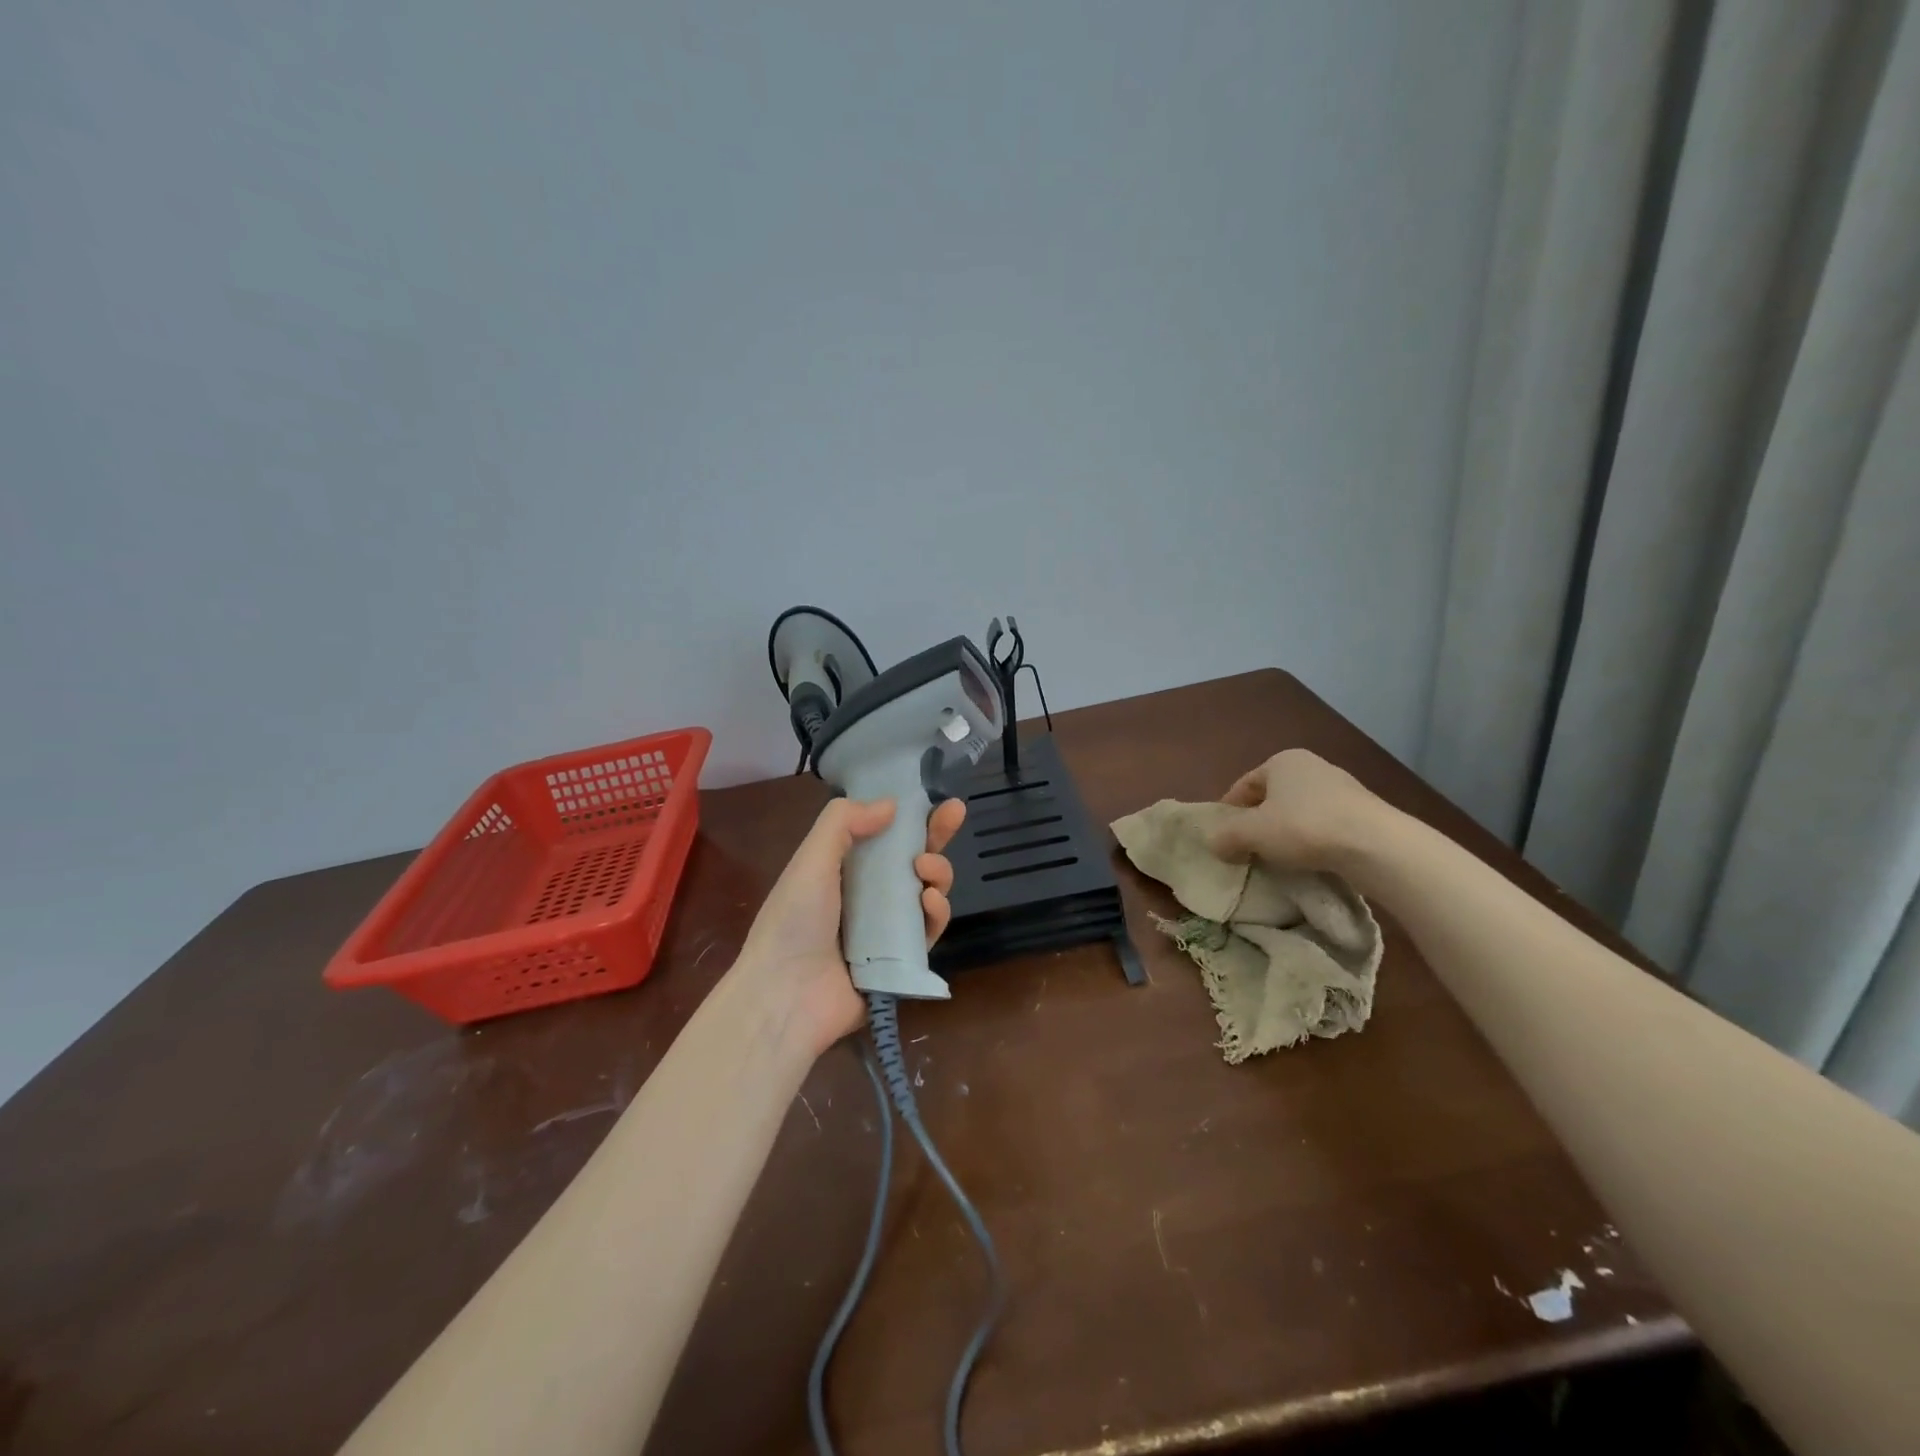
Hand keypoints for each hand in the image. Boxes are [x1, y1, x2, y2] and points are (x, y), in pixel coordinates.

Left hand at [737, 796, 966, 1054]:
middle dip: (936, 836)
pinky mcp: (903, 961)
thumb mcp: (811, 859)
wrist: (787, 996)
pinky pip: (929, 931)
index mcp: (843, 870)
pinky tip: (930, 903)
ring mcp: (887, 930)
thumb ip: (844, 822)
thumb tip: (891, 805)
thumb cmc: (794, 921)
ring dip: (937, 872)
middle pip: (913, 860)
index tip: (937, 798)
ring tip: (926, 872)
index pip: (884, 836)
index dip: (911, 817)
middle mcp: (867, 897)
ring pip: (927, 892)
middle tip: (954, 815)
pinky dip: (936, 913)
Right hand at [1207, 748, 1381, 871]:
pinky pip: (1324, 825)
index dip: (1228, 812)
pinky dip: (1311, 840)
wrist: (1376, 845)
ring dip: (1285, 833)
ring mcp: (1342, 788)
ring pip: (1298, 812)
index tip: (1223, 837)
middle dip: (1257, 822)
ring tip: (1278, 859)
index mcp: (1282, 761)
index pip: (1243, 785)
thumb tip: (1214, 844)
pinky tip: (1310, 860)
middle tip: (1247, 849)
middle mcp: (1312, 766)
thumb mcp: (1252, 833)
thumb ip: (1225, 836)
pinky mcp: (1363, 812)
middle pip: (1271, 797)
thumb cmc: (1304, 827)